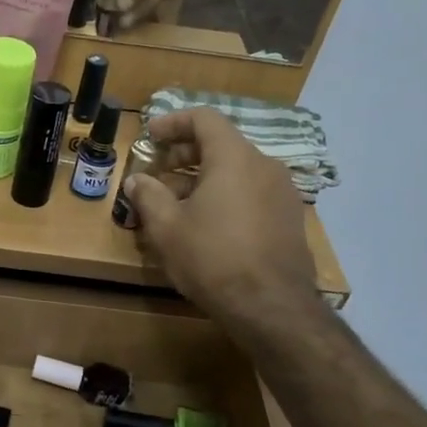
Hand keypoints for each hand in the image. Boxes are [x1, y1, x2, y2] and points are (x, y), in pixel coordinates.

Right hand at [122, 108, 315, 335]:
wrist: (272, 307)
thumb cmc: (213, 258)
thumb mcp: (167, 228)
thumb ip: (148, 196)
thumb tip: (136, 180)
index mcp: (234, 158)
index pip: (204, 119)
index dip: (173, 122)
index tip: (150, 136)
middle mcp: (264, 166)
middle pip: (221, 144)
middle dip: (185, 154)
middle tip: (158, 173)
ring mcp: (283, 193)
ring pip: (237, 171)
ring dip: (203, 178)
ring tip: (176, 204)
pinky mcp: (289, 218)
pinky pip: (252, 193)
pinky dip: (226, 196)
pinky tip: (207, 225)